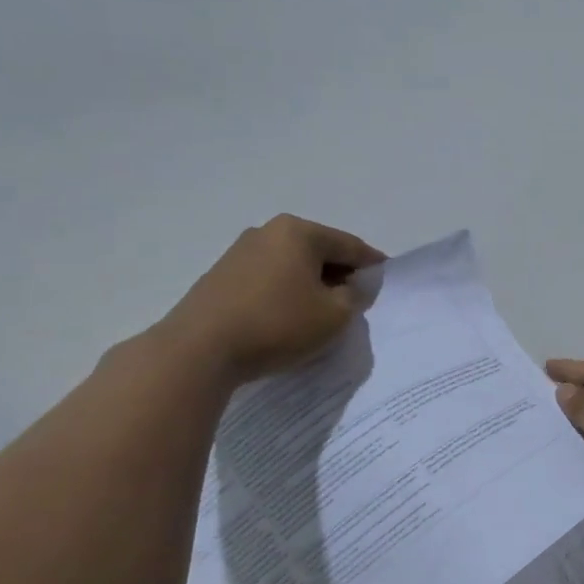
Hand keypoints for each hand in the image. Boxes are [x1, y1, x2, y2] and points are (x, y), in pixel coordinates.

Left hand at [158, 214, 384, 384]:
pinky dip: (285, 293)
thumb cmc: (277, 324)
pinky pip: (268, 279)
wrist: (198, 351)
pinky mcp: (220, 277)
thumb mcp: (335, 315)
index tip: (385, 280)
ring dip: (311, 284)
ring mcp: (239, 253)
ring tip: (322, 312)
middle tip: (355, 300)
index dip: (372, 264)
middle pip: (319, 251)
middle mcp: (267, 232)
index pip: (350, 245)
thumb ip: (356, 296)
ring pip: (291, 265)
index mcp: (299, 232)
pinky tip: (288, 317)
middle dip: (340, 274)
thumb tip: (353, 286)